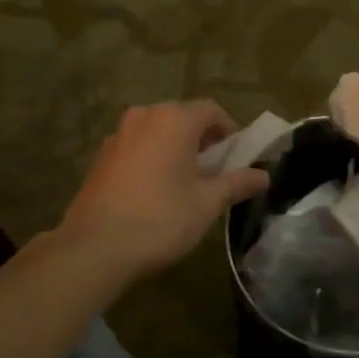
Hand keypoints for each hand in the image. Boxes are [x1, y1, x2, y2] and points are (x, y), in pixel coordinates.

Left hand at [58, 101, 270, 282]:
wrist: (94, 247)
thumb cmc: (160, 219)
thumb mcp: (207, 203)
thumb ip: (237, 183)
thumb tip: (264, 176)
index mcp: (173, 119)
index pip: (212, 110)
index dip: (230, 131)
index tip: (239, 157)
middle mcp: (144, 116)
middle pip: (183, 117)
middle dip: (203, 140)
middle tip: (217, 171)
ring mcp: (118, 135)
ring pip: (158, 131)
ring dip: (177, 148)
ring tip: (187, 182)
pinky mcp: (101, 156)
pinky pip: (138, 146)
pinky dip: (153, 157)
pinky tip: (156, 190)